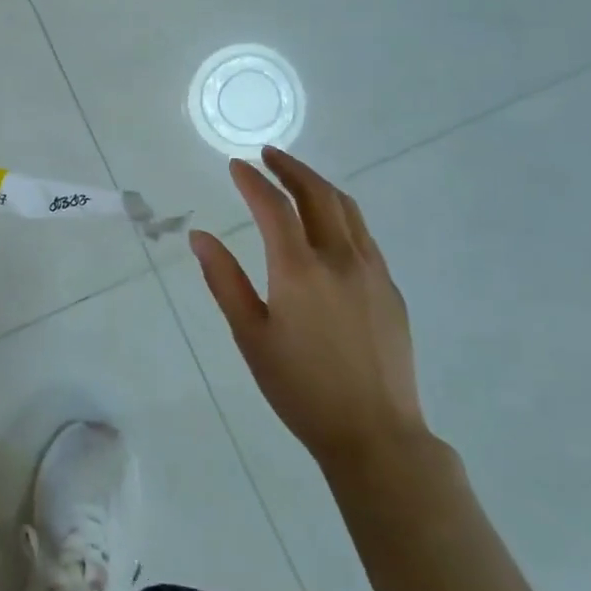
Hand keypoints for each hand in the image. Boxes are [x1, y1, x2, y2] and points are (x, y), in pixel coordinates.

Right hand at [190, 146, 425, 465]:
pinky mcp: (390, 289)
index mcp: (300, 269)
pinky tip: (327, 224)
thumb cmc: (300, 388)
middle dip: (290, 168)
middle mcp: (340, 259)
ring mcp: (372, 272)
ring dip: (318, 185)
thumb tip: (200, 236)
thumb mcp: (249, 335)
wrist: (375, 434)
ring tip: (295, 177)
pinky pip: (363, 235)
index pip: (273, 206)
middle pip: (318, 194)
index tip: (235, 165)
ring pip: (347, 209)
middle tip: (267, 155)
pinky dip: (340, 213)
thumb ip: (224, 280)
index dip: (252, 180)